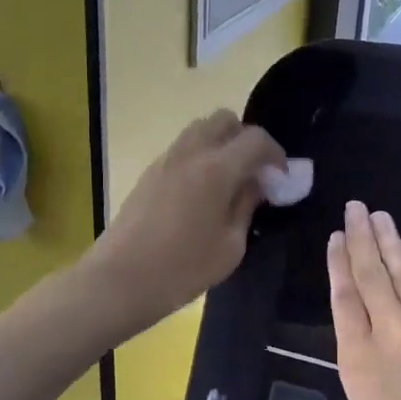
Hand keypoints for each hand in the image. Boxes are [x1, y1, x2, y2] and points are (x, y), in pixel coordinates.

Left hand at [85, 111, 284, 336]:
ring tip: (228, 181)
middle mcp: (190, 153)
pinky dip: (200, 157)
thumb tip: (255, 184)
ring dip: (220, 145)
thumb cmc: (182, 268)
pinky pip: (182, 149)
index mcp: (216, 168)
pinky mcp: (149, 173)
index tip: (280, 179)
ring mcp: (165, 160)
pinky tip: (202, 192)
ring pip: (200, 130)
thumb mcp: (230, 246)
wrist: (120, 279)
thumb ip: (247, 206)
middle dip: (246, 139)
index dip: (275, 154)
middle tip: (254, 172)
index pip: (255, 139)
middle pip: (224, 120)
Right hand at [328, 202, 400, 399]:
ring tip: (379, 215)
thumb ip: (363, 380)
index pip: (343, 299)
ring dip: (391, 241)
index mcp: (357, 361)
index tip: (336, 237)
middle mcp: (390, 334)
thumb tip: (372, 356)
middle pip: (371, 276)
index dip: (338, 264)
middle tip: (354, 208)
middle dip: (360, 239)